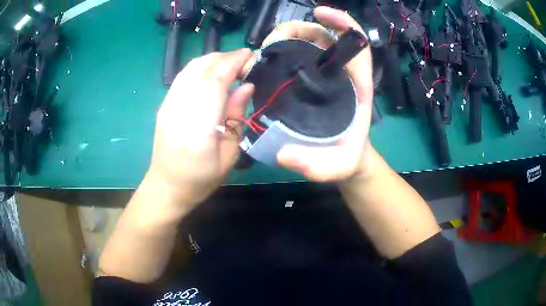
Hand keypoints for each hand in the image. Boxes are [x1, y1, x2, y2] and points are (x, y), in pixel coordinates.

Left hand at [146, 49, 253, 209]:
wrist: (166, 186)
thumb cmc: (201, 178)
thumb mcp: (229, 155)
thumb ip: (237, 117)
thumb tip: (246, 87)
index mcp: (199, 126)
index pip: (216, 80)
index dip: (234, 62)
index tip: (250, 54)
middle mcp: (180, 108)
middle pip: (201, 68)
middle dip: (225, 57)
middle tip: (244, 59)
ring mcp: (169, 104)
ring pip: (190, 68)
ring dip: (212, 59)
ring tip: (230, 63)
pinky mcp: (164, 104)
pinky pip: (183, 76)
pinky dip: (200, 67)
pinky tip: (211, 72)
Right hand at [248, 7, 375, 182]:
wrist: (346, 162)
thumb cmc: (347, 159)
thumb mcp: (337, 166)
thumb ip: (316, 165)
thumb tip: (284, 155)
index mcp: (357, 85)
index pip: (356, 44)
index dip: (343, 22)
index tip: (320, 12)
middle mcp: (340, 74)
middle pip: (323, 37)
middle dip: (297, 29)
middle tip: (271, 43)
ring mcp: (323, 77)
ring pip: (306, 43)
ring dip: (285, 38)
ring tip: (263, 52)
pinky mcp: (309, 83)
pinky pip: (296, 58)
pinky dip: (280, 53)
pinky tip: (264, 63)